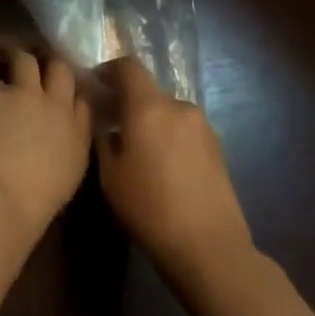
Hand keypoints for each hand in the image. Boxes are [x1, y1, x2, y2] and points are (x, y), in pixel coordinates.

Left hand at [0, 47, 91, 249]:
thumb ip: (63, 150)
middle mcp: (57, 107)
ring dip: (17, 59)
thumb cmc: (30, 208)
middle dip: (49, 64)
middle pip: (60, 69)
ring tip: (5, 59)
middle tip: (36, 66)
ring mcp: (25, 94)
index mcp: (78, 137)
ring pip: (26, 60)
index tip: (62, 91)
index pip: (84, 100)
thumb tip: (51, 139)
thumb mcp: (63, 180)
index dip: (71, 92)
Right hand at [96, 57, 251, 291]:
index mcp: (149, 107)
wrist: (210, 248)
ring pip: (167, 112)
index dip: (109, 70)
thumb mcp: (110, 175)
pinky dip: (169, 137)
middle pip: (148, 91)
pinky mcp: (218, 148)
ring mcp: (202, 127)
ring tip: (139, 152)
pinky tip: (163, 168)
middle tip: (112, 126)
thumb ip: (102, 138)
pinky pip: (184, 130)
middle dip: (129, 102)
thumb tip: (103, 122)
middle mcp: (178, 107)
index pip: (128, 67)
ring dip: (151, 122)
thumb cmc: (150, 209)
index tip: (96, 87)